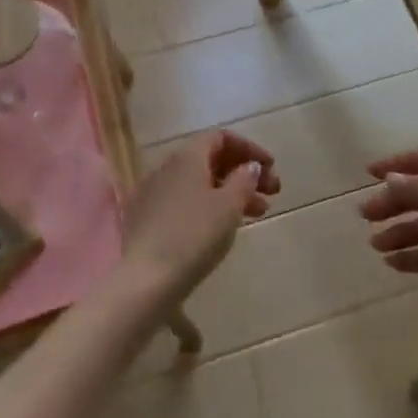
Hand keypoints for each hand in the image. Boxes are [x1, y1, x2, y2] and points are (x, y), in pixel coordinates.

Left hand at [118, 131, 278, 305]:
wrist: (144, 280)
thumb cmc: (193, 235)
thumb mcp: (228, 206)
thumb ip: (244, 180)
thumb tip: (250, 166)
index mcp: (187, 156)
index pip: (221, 137)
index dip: (249, 148)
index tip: (271, 167)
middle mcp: (168, 167)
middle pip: (212, 160)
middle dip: (244, 173)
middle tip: (273, 193)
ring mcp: (155, 193)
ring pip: (201, 183)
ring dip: (232, 192)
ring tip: (259, 213)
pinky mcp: (149, 219)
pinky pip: (187, 201)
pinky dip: (211, 206)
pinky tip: (225, 227)